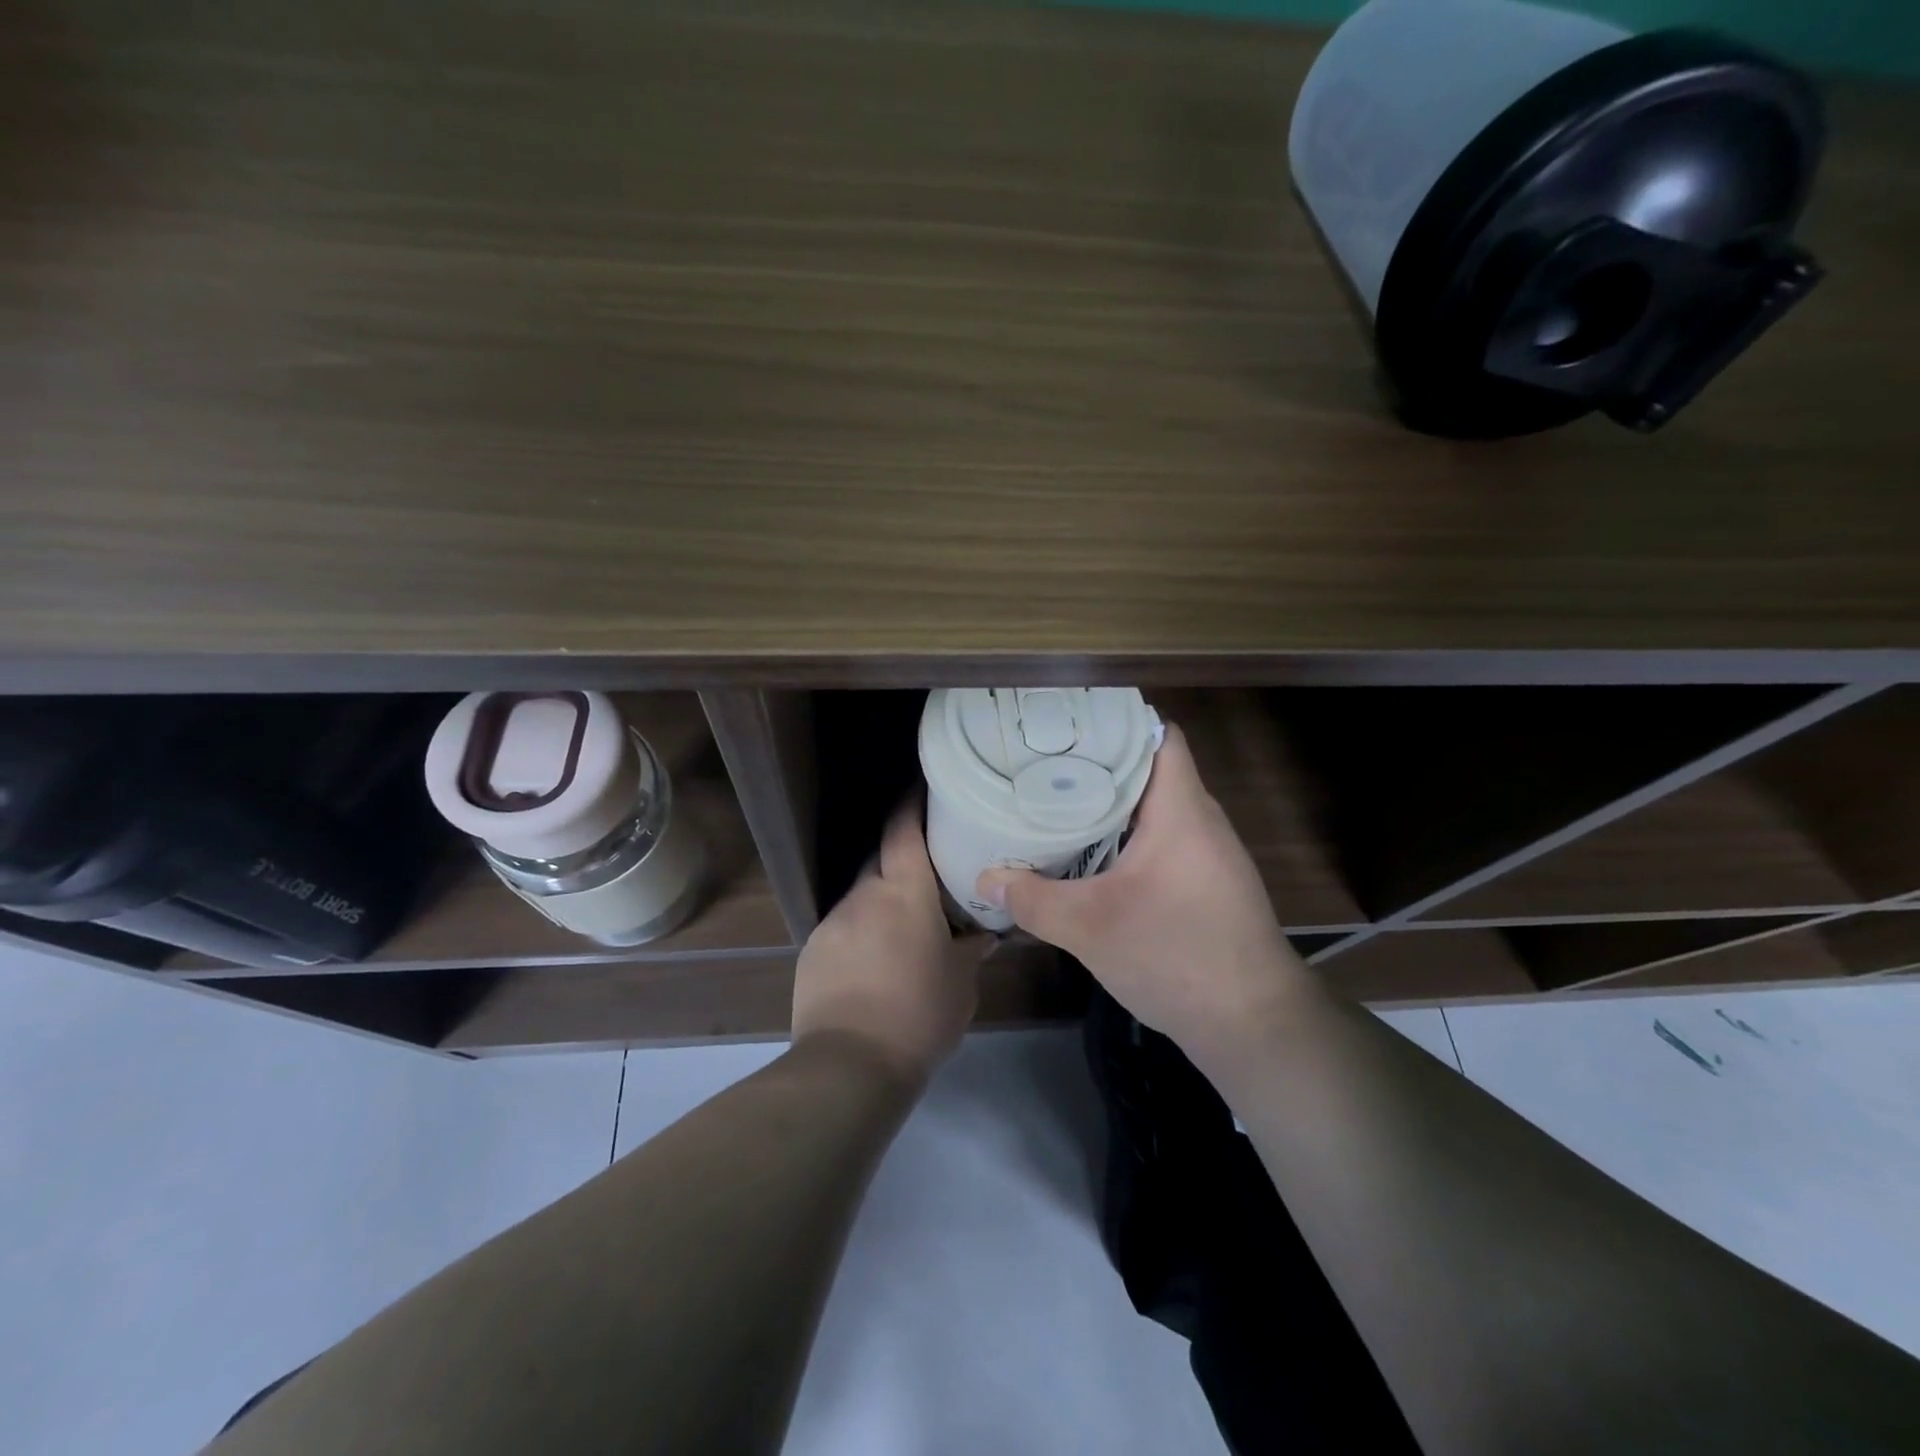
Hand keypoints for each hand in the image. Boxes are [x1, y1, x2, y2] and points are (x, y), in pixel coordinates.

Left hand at [792, 797, 992, 1084]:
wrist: (850, 1065)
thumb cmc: (920, 1014)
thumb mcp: (961, 983)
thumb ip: (971, 950)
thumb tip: (982, 934)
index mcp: (904, 892)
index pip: (903, 830)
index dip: (911, 804)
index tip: (921, 789)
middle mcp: (864, 895)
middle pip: (882, 860)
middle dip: (901, 861)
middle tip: (927, 877)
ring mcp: (832, 922)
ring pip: (862, 896)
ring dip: (881, 903)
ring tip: (902, 931)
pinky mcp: (812, 950)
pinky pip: (843, 927)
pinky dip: (860, 932)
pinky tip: (873, 964)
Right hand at [976, 724, 1306, 1062]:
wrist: (1254, 1025)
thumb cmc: (1176, 956)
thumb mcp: (1091, 928)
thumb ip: (1034, 900)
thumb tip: (986, 879)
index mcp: (1182, 810)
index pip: (1160, 735)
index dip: (1116, 721)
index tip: (1067, 726)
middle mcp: (1202, 820)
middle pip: (1152, 769)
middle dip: (1100, 764)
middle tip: (1045, 765)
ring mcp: (1209, 853)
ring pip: (1157, 807)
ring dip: (1113, 804)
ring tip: (1059, 801)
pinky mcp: (1208, 883)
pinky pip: (1164, 838)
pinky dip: (1129, 836)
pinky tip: (1094, 854)